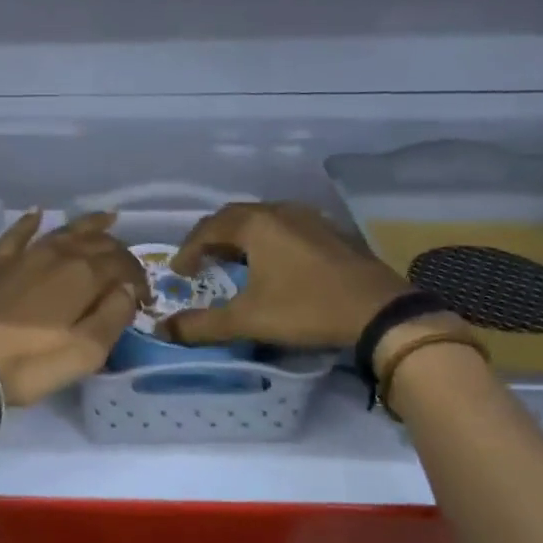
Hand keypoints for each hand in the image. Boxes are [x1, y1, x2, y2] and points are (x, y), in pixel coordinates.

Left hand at [0, 211, 147, 407]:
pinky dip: (30, 223)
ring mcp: (23, 255)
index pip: (122, 264)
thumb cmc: (28, 363)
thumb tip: (127, 290)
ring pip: (62, 231)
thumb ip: (113, 317)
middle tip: (127, 264)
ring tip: (105, 218)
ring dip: (87, 225)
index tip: (144, 298)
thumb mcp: (84, 352)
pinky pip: (16, 234)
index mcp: (84, 275)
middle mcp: (56, 255)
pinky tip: (37, 214)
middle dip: (117, 250)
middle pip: (95, 243)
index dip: (138, 278)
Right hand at [160, 202, 408, 349]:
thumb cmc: (306, 309)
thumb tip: (163, 330)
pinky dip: (267, 241)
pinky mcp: (330, 232)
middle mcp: (280, 212)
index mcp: (256, 224)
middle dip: (212, 238)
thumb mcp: (248, 320)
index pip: (208, 228)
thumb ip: (202, 325)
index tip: (179, 272)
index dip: (188, 249)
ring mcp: (309, 219)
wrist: (379, 312)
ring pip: (262, 220)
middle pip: (234, 217)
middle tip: (200, 262)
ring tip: (232, 261)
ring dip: (240, 238)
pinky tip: (272, 264)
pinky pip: (286, 228)